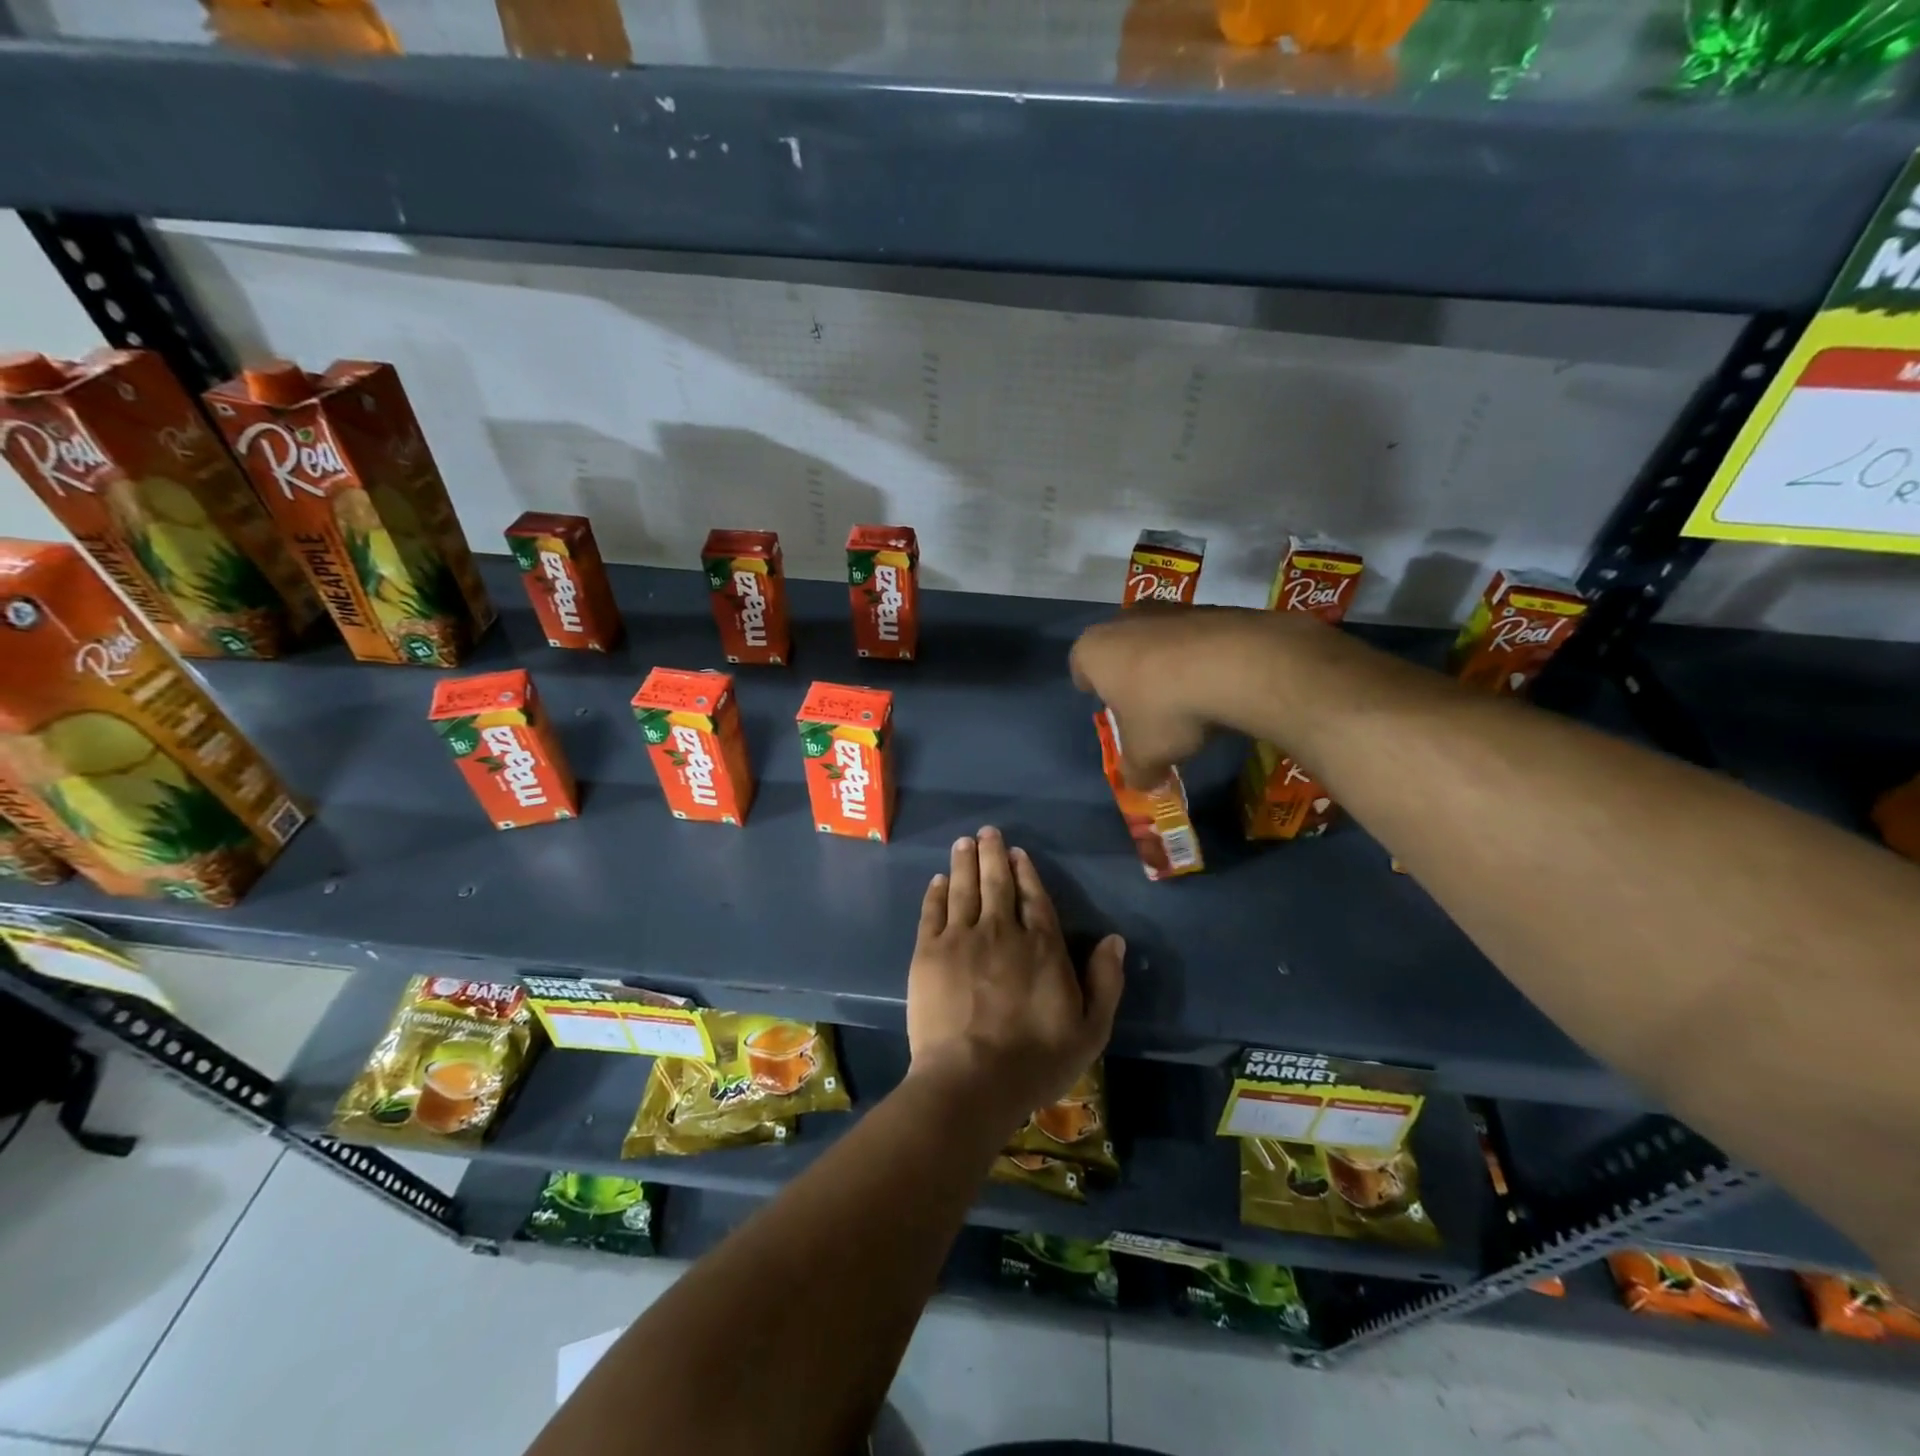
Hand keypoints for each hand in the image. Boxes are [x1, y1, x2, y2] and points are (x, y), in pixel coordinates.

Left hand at [906, 827, 1124, 1137]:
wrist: (972, 1079)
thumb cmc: (1036, 1060)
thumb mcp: (1090, 1030)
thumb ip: (1105, 982)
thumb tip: (1114, 940)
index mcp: (1041, 946)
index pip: (1035, 898)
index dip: (1025, 872)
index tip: (1017, 854)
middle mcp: (1002, 931)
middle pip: (997, 883)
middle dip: (993, 854)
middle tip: (987, 832)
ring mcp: (962, 938)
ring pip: (964, 889)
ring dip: (965, 862)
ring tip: (964, 842)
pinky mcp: (929, 952)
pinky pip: (933, 912)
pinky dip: (937, 892)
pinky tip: (939, 880)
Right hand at [1071, 606, 1263, 787]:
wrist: (1235, 665)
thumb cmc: (1166, 709)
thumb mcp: (1145, 755)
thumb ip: (1136, 771)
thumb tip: (1140, 783)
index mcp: (1093, 651)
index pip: (1079, 668)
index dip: (1092, 690)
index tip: (1108, 707)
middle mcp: (1123, 621)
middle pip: (1119, 651)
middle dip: (1130, 676)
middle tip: (1146, 708)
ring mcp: (1167, 610)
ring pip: (1157, 641)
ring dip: (1167, 665)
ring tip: (1188, 697)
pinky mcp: (1209, 608)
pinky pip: (1195, 638)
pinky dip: (1201, 657)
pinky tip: (1218, 683)